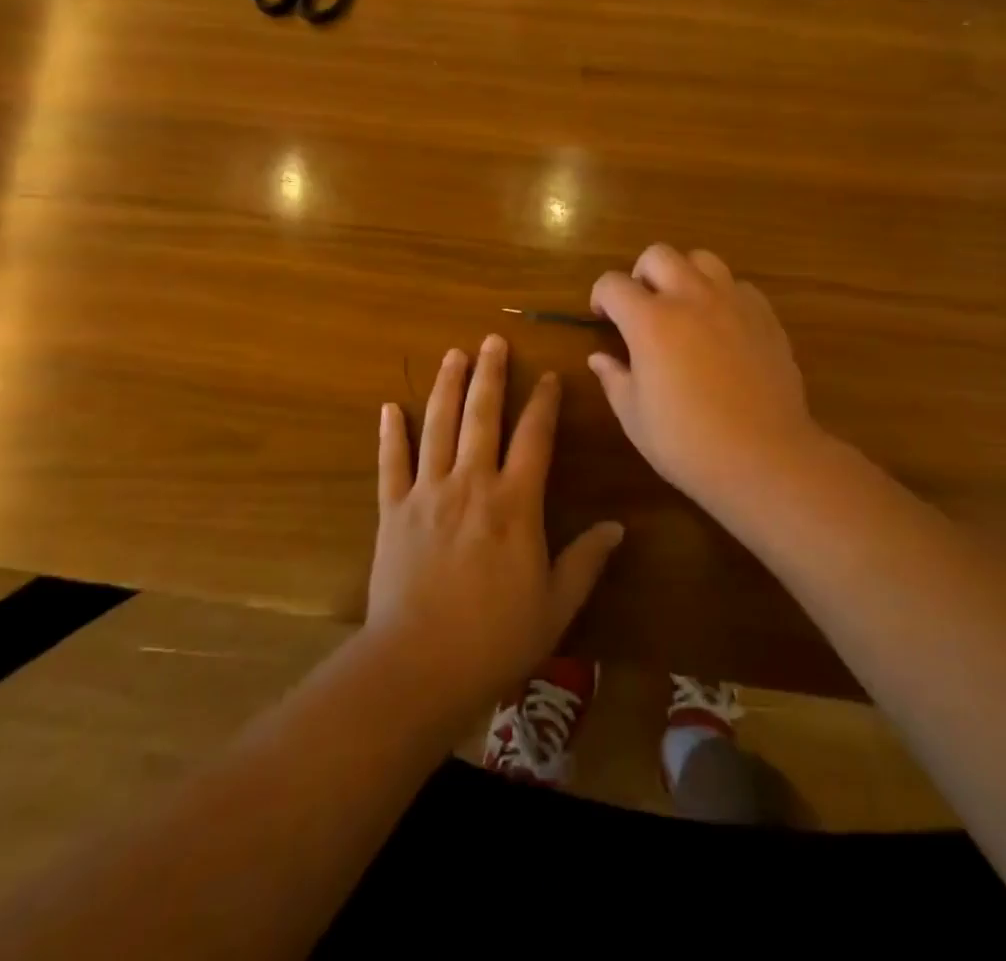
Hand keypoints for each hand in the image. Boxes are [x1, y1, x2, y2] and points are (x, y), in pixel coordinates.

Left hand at [367, 335, 623, 718]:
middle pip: (482, 416)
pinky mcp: (393, 511)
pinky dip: (389, 435)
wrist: (420, 665)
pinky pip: (391, 464)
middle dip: (490, 375)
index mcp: (515, 503)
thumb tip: (618, 527)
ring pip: (437, 427)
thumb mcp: (556, 605)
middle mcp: (471, 484)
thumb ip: (586, 561)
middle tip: (493, 340)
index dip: (544, 403)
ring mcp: (427, 493)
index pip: (534, 438)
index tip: (549, 376)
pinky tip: (388, 408)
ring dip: (446, 388)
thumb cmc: (496, 638)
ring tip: (453, 355)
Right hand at [590, 244, 822, 511]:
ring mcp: (732, 303)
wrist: (764, 457)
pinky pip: (738, 286)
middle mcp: (690, 298)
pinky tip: (721, 326)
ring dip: (684, 274)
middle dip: (641, 274)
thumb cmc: (687, 442)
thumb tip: (600, 358)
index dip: (601, 296)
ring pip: (703, 260)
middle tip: (641, 306)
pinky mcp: (765, 316)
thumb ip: (613, 378)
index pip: (613, 284)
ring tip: (683, 306)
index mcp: (649, 321)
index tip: (602, 317)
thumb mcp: (634, 416)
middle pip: (659, 255)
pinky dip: (722, 295)